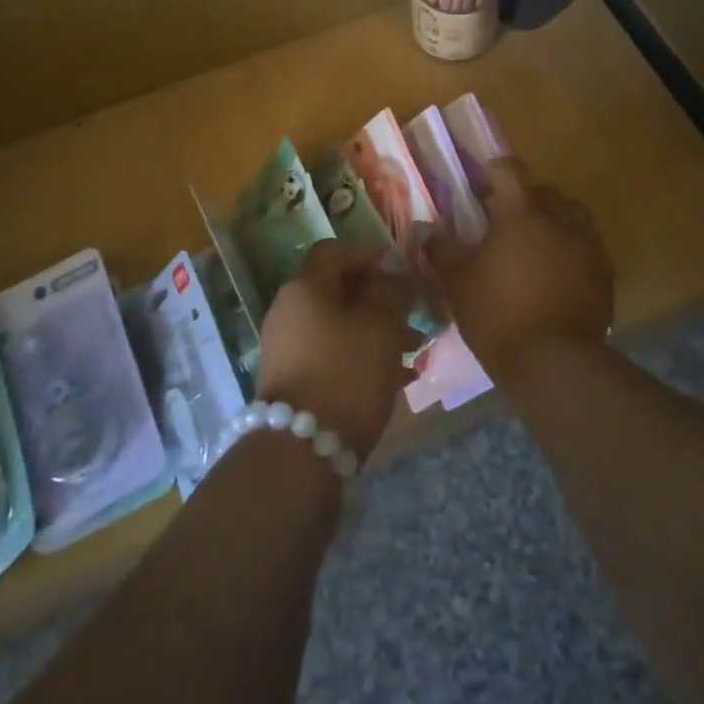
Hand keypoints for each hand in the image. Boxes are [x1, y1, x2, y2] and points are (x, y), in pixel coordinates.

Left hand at [255, 240, 418, 459]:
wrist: (302, 452)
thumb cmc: (347, 374)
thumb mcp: (380, 327)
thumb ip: (390, 292)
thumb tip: (391, 271)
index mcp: (304, 288)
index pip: (333, 251)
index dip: (367, 252)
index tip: (399, 268)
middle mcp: (289, 311)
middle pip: (337, 290)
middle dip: (379, 298)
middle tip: (413, 313)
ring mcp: (288, 348)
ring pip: (339, 325)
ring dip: (376, 330)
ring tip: (415, 350)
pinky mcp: (294, 380)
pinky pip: (332, 354)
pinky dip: (362, 356)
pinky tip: (398, 378)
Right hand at [425, 158, 613, 382]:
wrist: (553, 363)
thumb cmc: (497, 314)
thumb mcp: (457, 282)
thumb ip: (442, 250)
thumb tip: (430, 231)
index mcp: (521, 213)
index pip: (510, 170)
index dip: (493, 172)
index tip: (480, 187)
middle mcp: (560, 219)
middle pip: (543, 191)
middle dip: (523, 198)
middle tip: (503, 221)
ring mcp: (588, 245)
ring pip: (571, 215)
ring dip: (553, 220)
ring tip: (535, 245)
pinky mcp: (605, 273)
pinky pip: (587, 245)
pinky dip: (571, 248)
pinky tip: (557, 272)